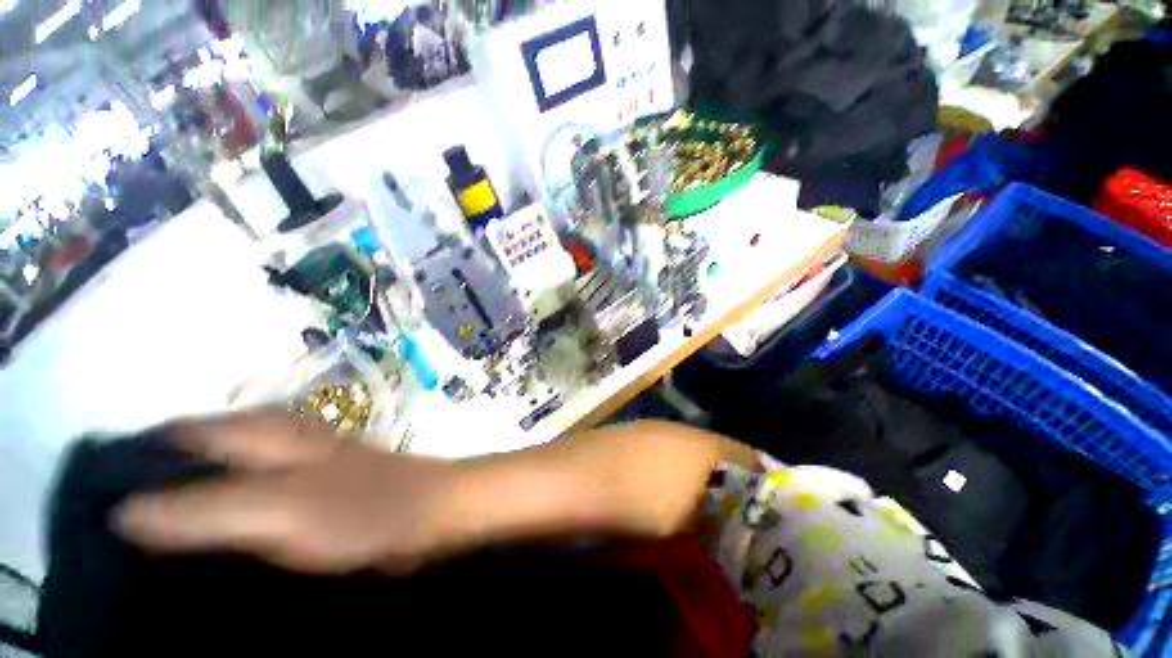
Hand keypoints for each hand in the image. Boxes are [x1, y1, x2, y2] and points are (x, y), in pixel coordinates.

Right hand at [114, 412, 458, 574]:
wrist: (427, 511)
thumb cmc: (360, 509)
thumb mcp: (276, 511)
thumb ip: (203, 512)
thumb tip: (124, 514)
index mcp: (271, 435)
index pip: (189, 432)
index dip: (142, 452)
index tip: (99, 484)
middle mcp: (285, 439)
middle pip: (210, 441)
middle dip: (163, 465)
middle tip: (119, 505)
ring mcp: (305, 460)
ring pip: (235, 461)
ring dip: (195, 482)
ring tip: (154, 517)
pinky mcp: (318, 484)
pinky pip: (262, 485)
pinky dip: (232, 498)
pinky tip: (215, 524)